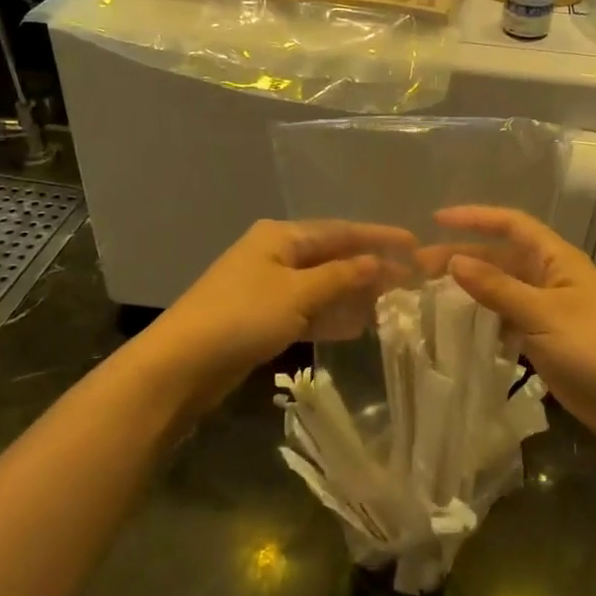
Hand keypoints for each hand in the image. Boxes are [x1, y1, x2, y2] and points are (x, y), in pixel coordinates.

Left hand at [135, 219, 414, 415]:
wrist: (181, 365)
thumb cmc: (242, 316)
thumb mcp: (298, 293)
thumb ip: (341, 277)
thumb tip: (378, 262)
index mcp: (281, 236)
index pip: (340, 230)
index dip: (378, 237)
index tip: (414, 244)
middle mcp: (275, 255)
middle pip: (332, 256)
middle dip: (370, 267)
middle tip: (411, 279)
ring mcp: (267, 288)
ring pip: (322, 286)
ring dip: (354, 293)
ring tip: (394, 302)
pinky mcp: (262, 319)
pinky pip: (308, 311)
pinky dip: (332, 316)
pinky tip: (358, 325)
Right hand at [426, 206, 595, 452]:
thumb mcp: (543, 313)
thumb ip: (497, 288)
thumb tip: (454, 261)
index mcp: (557, 259)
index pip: (512, 225)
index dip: (475, 218)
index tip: (436, 220)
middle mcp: (551, 279)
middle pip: (501, 258)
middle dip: (463, 258)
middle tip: (418, 269)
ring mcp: (549, 312)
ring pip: (502, 291)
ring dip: (470, 291)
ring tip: (429, 297)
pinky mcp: (547, 343)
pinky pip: (508, 322)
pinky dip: (484, 322)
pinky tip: (458, 330)